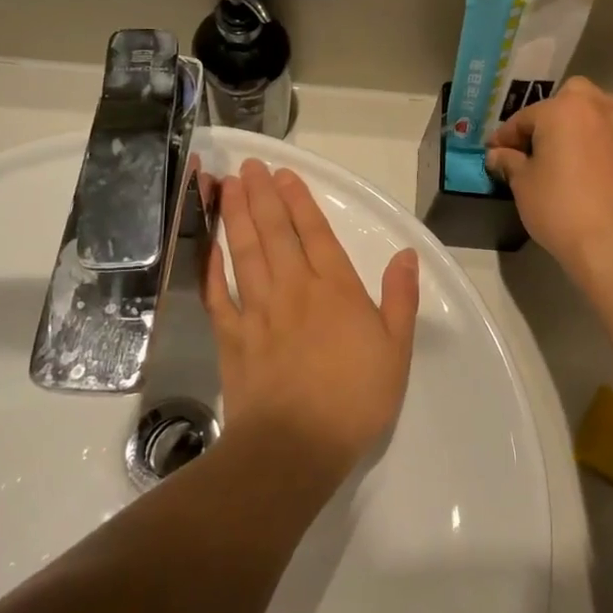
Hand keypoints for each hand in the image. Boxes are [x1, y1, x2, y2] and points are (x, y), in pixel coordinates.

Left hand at [203, 159, 419, 478]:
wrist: (295, 447)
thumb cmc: (354, 399)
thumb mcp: (396, 350)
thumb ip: (400, 298)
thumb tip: (406, 254)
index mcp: (336, 290)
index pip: (316, 234)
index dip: (299, 201)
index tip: (284, 174)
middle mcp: (294, 289)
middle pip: (275, 233)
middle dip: (262, 196)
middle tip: (249, 166)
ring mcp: (258, 311)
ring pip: (244, 252)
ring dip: (236, 216)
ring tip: (228, 186)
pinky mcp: (231, 336)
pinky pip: (218, 293)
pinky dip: (211, 266)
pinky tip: (207, 244)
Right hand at [484, 78, 612, 272]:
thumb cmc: (559, 205)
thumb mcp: (523, 183)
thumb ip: (509, 161)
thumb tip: (498, 155)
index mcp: (564, 109)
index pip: (525, 117)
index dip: (505, 137)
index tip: (494, 153)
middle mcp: (600, 108)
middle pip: (571, 98)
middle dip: (553, 114)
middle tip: (539, 144)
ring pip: (601, 114)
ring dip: (583, 126)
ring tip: (570, 154)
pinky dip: (604, 147)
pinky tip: (595, 172)